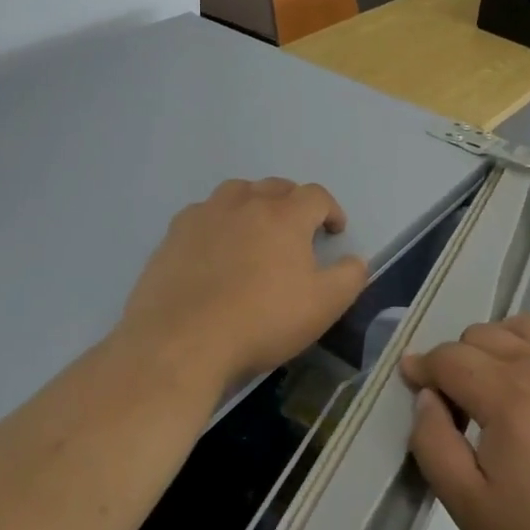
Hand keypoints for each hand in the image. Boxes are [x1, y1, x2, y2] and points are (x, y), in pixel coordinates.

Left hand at [118, 178, 368, 386]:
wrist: (182, 342)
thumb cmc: (261, 321)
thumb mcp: (323, 306)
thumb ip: (349, 277)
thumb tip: (355, 260)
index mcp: (285, 215)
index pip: (316, 196)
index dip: (331, 210)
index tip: (334, 232)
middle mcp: (245, 203)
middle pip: (276, 187)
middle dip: (293, 203)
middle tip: (298, 230)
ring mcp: (205, 214)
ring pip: (237, 192)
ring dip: (253, 203)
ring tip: (256, 230)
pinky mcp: (174, 234)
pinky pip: (203, 213)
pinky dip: (217, 222)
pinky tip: (215, 248)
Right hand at [401, 315, 529, 529]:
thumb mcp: (470, 508)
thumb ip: (434, 444)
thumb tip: (425, 397)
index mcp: (508, 395)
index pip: (450, 358)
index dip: (422, 366)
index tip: (408, 380)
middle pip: (481, 335)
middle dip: (454, 360)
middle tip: (452, 407)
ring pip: (517, 328)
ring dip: (491, 346)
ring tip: (488, 388)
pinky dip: (525, 348)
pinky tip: (527, 391)